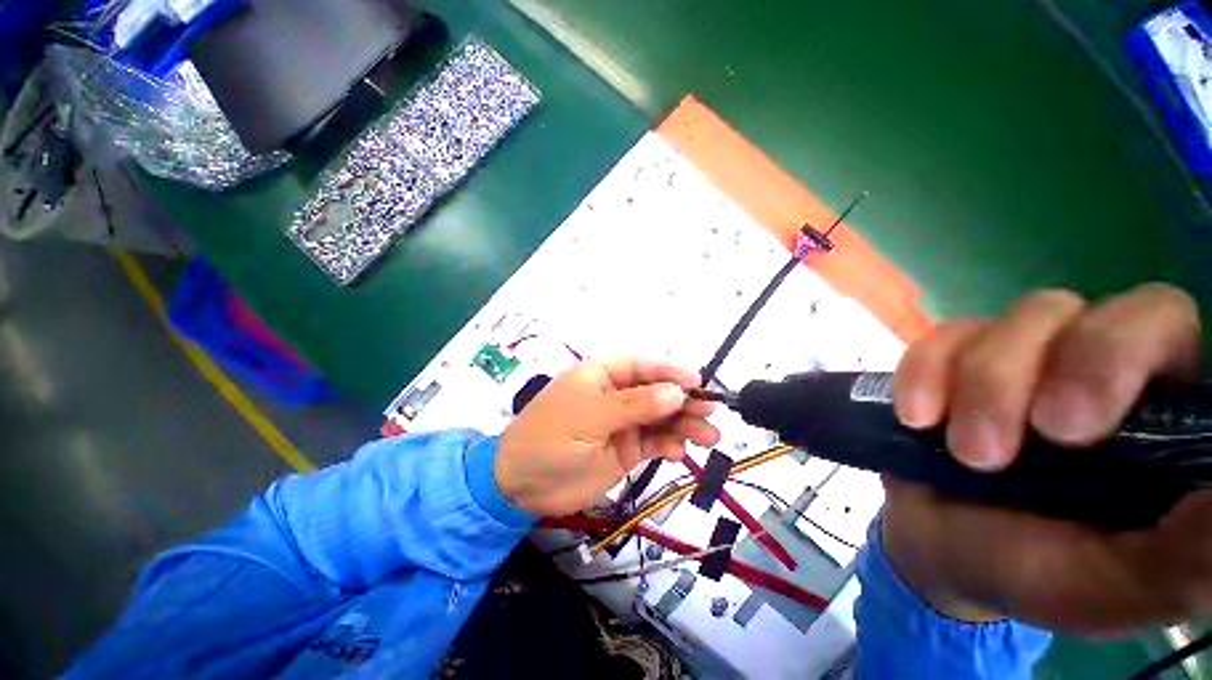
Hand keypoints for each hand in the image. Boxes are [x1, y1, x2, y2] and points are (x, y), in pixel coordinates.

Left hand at [495, 358, 720, 516]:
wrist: (522, 486)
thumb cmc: (549, 438)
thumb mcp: (590, 416)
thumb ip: (634, 405)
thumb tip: (676, 391)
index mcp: (602, 374)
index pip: (642, 365)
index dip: (670, 371)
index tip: (698, 381)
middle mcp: (616, 394)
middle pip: (656, 391)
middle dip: (684, 400)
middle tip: (710, 412)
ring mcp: (623, 422)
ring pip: (660, 418)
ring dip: (684, 425)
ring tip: (708, 436)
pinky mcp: (626, 448)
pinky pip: (654, 442)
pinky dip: (670, 445)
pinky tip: (680, 453)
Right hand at [886, 284, 1210, 630]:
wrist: (943, 549)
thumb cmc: (1040, 572)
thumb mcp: (1124, 581)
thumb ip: (1195, 552)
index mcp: (1155, 410)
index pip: (1162, 325)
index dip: (1120, 352)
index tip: (1070, 429)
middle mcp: (1093, 366)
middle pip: (1088, 310)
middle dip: (1042, 371)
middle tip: (1010, 443)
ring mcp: (1020, 358)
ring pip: (1014, 320)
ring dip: (979, 385)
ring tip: (962, 452)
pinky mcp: (954, 362)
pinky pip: (941, 338)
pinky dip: (923, 373)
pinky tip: (915, 418)